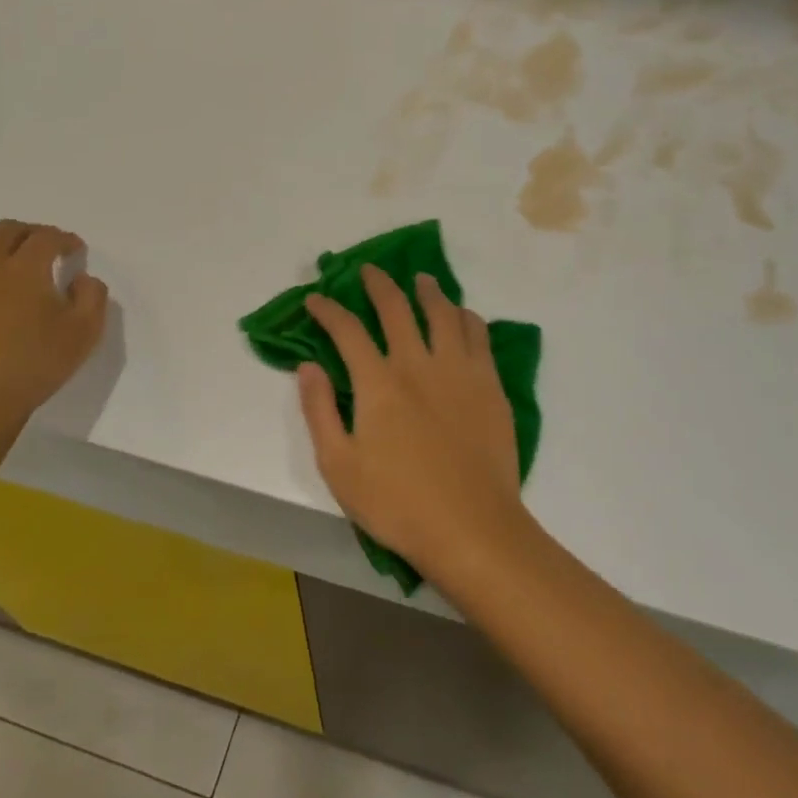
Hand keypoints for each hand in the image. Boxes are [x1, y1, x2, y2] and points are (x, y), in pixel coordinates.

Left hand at [0, 220, 108, 446]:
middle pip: (4, 231)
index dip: (63, 239)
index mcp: (25, 267)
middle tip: (35, 251)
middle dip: (26, 234)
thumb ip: (92, 297)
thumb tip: (81, 278)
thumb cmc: (29, 369)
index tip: (72, 250)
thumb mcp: (84, 335)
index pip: (47, 237)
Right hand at [298, 265, 527, 579]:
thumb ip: (319, 411)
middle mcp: (418, 363)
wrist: (472, 527)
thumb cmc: (398, 503)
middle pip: (396, 308)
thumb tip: (308, 365)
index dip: (328, 309)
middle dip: (378, 283)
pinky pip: (478, 334)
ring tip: (421, 279)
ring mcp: (459, 370)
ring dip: (427, 290)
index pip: (347, 330)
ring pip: (443, 312)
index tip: (316, 298)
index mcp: (378, 382)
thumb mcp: (339, 466)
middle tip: (370, 270)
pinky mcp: (490, 383)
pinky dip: (466, 317)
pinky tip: (461, 315)